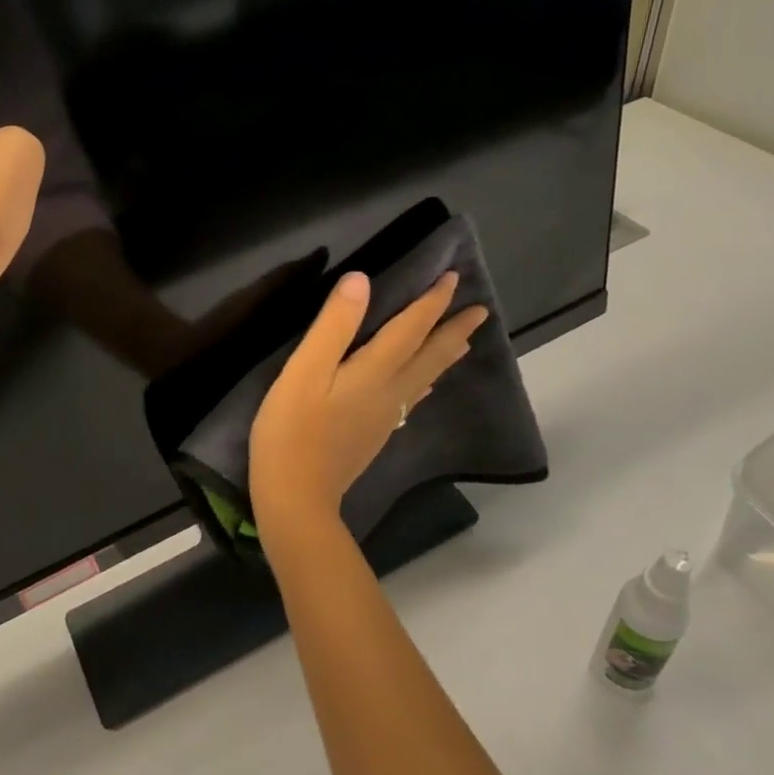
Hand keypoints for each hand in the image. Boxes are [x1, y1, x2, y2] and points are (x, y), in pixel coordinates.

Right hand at [250, 271, 487, 544]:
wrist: (296, 496)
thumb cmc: (293, 429)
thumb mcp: (305, 370)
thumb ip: (334, 325)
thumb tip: (362, 280)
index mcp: (376, 371)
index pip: (412, 328)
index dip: (432, 302)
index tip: (453, 278)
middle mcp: (391, 391)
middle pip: (431, 355)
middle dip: (454, 330)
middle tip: (480, 311)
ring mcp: (386, 416)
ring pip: (426, 378)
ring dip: (447, 355)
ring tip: (464, 342)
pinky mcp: (376, 434)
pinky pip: (413, 398)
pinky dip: (426, 382)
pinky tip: (424, 387)